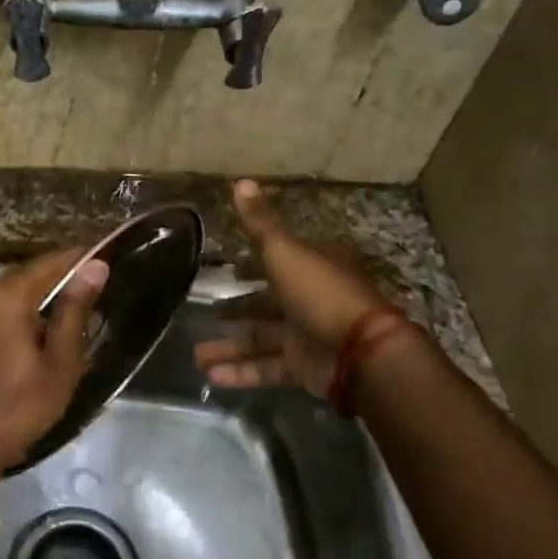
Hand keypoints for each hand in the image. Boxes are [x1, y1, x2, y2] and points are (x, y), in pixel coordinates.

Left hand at [0, 246, 109, 481]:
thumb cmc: (19, 406)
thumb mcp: (59, 361)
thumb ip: (75, 309)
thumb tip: (96, 266)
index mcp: (7, 294)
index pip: (52, 261)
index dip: (82, 259)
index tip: (107, 261)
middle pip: (29, 275)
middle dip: (60, 281)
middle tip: (94, 294)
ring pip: (10, 293)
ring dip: (38, 299)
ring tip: (70, 315)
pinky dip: (17, 314)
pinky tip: (35, 334)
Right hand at [195, 180, 399, 394]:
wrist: (361, 352)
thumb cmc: (321, 293)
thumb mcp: (285, 252)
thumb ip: (260, 223)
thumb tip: (240, 181)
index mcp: (311, 267)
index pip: (277, 261)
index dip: (252, 265)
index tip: (226, 270)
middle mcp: (310, 299)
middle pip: (266, 303)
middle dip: (235, 310)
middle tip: (205, 314)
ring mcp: (308, 335)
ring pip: (261, 339)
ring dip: (230, 347)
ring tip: (196, 356)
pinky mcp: (304, 367)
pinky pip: (267, 368)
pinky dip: (242, 372)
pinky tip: (212, 377)